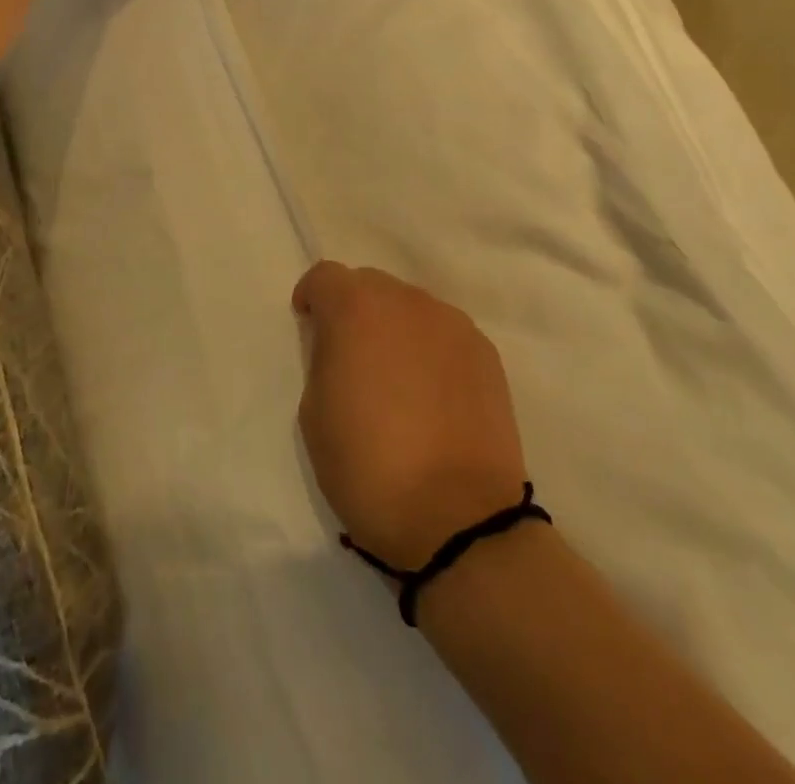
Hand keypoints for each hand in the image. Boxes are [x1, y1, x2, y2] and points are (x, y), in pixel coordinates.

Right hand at [294, 262, 527, 570]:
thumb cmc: (368, 466)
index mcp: (357, 308)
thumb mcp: (314, 411)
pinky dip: (430, 350)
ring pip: (411, 308)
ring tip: (397, 378)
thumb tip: (341, 346)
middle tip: (351, 356)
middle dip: (354, 310)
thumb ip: (324, 358)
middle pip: (371, 285)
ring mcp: (452, 324)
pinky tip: (431, 395)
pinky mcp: (485, 353)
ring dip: (395, 328)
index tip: (309, 326)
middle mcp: (407, 301)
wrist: (457, 519)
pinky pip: (444, 334)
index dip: (312, 298)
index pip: (325, 276)